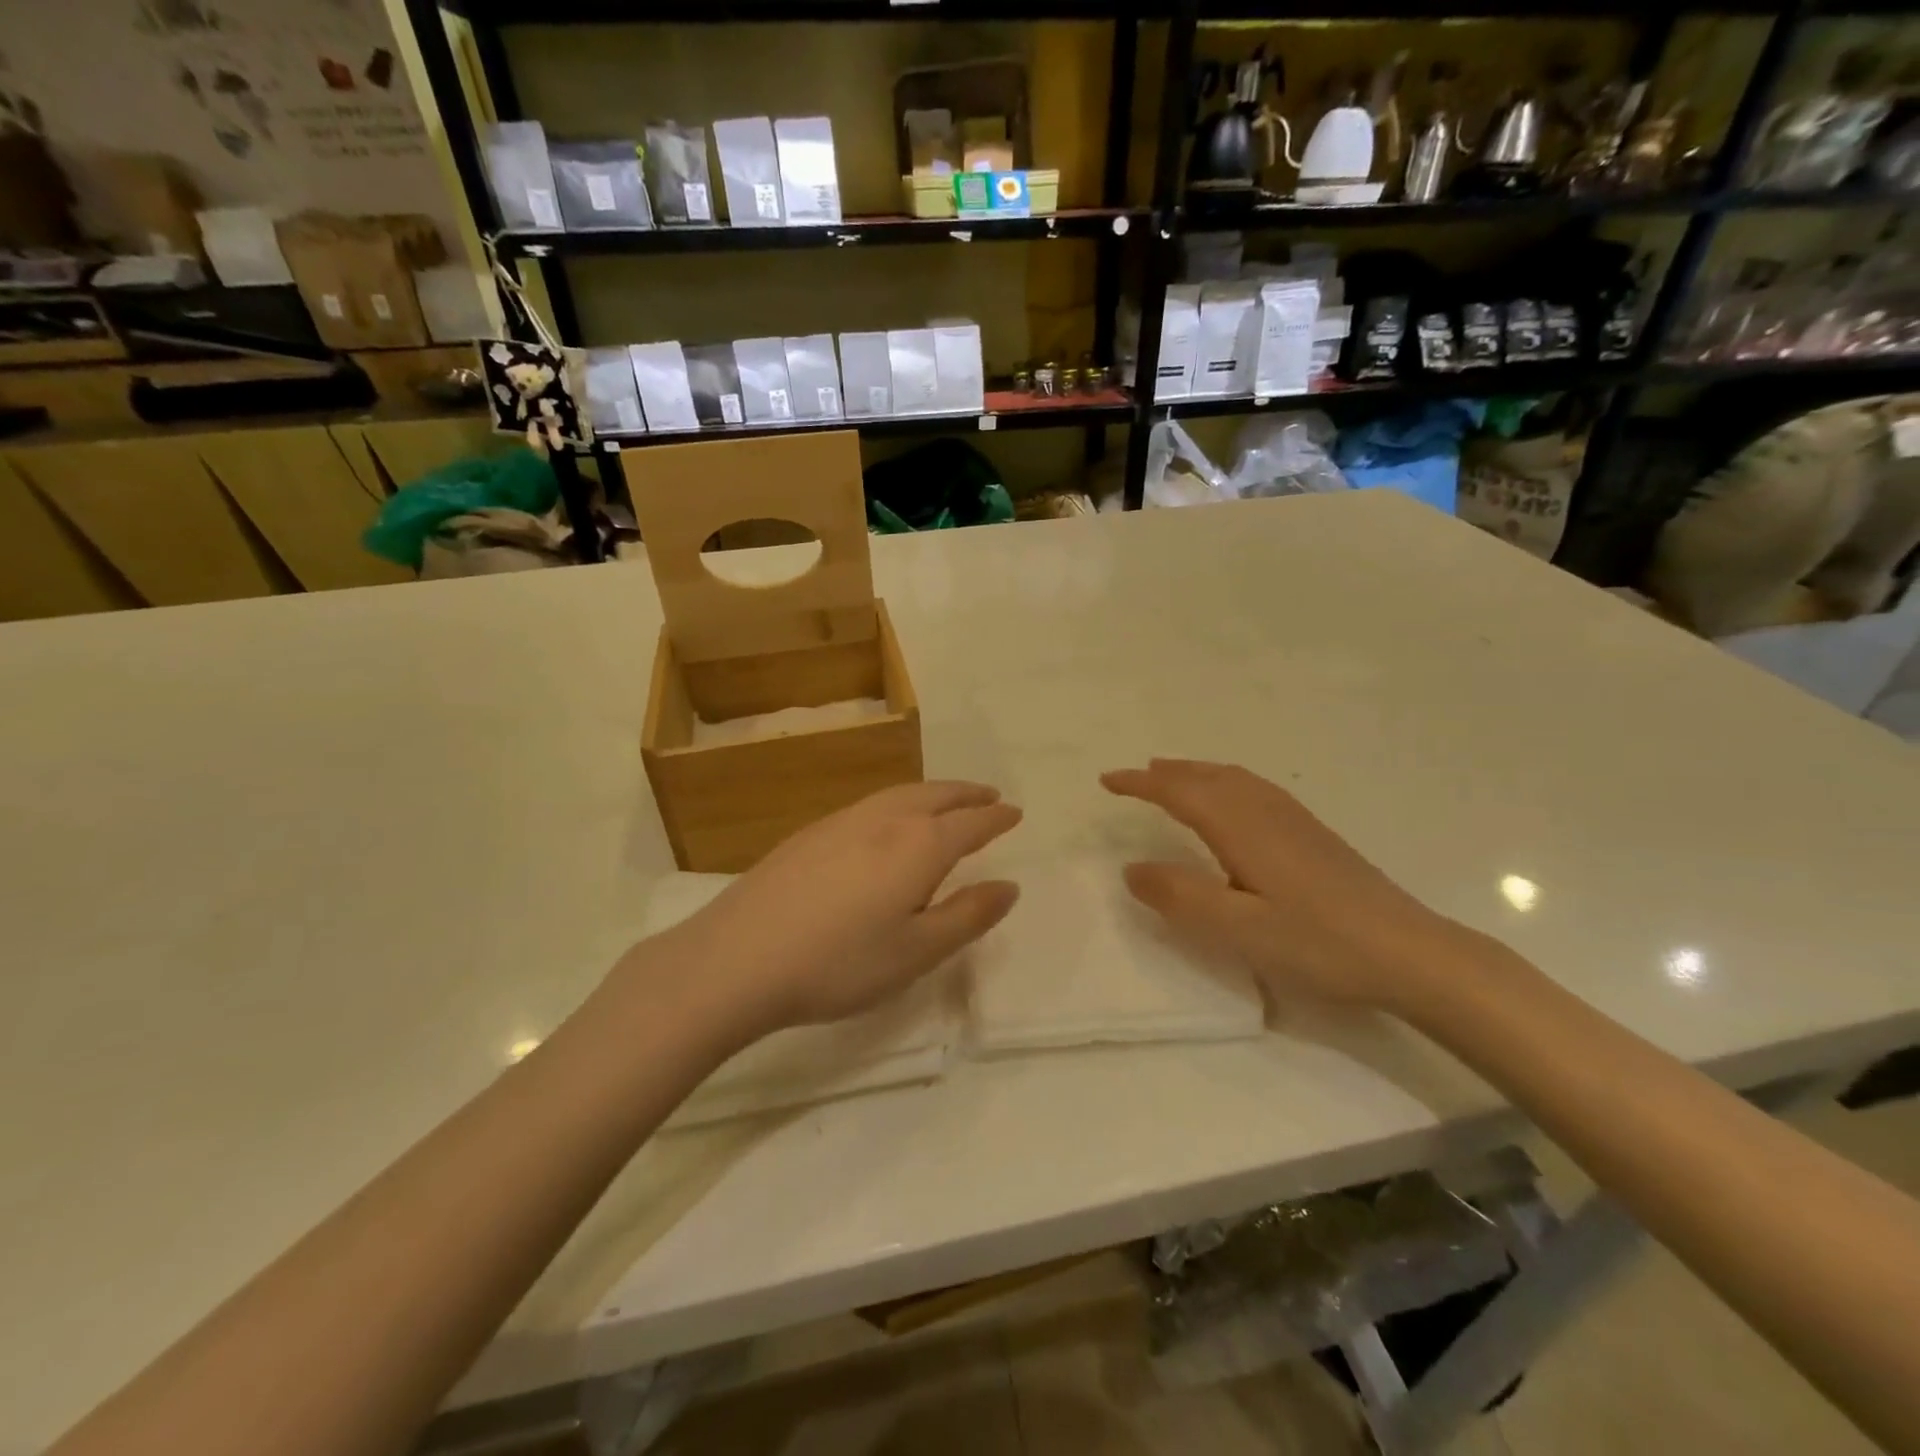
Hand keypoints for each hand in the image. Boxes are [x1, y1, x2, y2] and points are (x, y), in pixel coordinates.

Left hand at [655, 782, 1021, 1038]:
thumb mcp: (917, 952)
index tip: (1015, 812)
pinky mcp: (809, 833)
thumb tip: (1009, 885)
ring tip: (946, 802)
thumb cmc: (839, 963)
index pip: (970, 823)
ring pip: (900, 794)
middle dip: (966, 794)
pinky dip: (897, 802)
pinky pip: (870, 804)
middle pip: (935, 796)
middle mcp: (884, 820)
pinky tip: (886, 823)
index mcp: (918, 845)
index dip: (996, 817)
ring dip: (932, 793)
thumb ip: (968, 916)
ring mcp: (841, 821)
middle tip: (988, 795)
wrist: (738, 958)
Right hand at [1101, 759, 1470, 1015]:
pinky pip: (1254, 788)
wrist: (1410, 952)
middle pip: (1206, 777)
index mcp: (1241, 827)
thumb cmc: (1318, 942)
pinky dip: (1225, 781)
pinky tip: (1232, 802)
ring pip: (1233, 779)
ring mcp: (1294, 819)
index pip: (1179, 792)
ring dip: (1195, 772)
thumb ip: (1180, 897)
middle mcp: (1265, 811)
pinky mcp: (1313, 834)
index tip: (1106, 781)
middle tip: (1132, 776)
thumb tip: (1130, 869)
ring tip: (1171, 776)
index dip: (1140, 784)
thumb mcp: (1238, 929)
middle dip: (1165, 773)